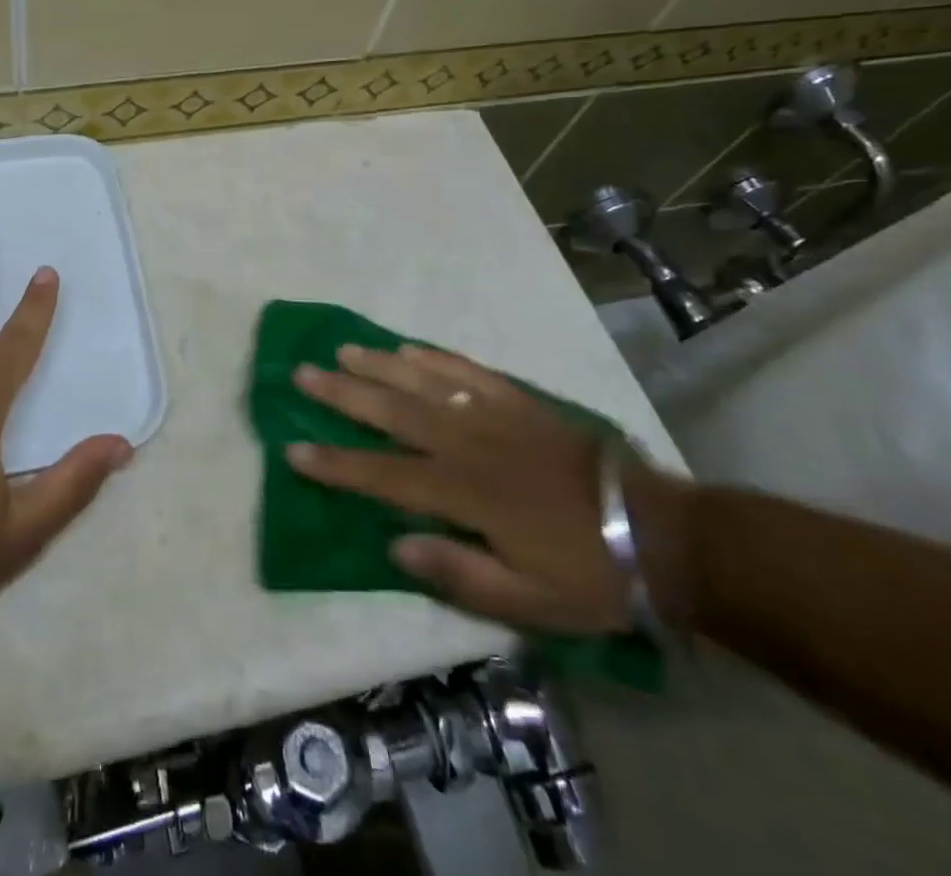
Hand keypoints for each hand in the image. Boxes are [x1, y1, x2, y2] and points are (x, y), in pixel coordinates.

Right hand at [285, 344, 692, 634]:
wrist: (656, 532)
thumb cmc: (587, 574)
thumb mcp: (527, 603)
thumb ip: (457, 574)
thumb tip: (393, 546)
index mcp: (464, 492)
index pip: (383, 475)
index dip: (336, 464)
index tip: (294, 449)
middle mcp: (468, 443)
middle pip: (393, 412)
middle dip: (343, 393)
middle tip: (303, 372)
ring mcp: (493, 415)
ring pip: (423, 381)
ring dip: (379, 364)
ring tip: (343, 350)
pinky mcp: (518, 401)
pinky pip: (467, 370)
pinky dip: (434, 356)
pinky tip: (408, 347)